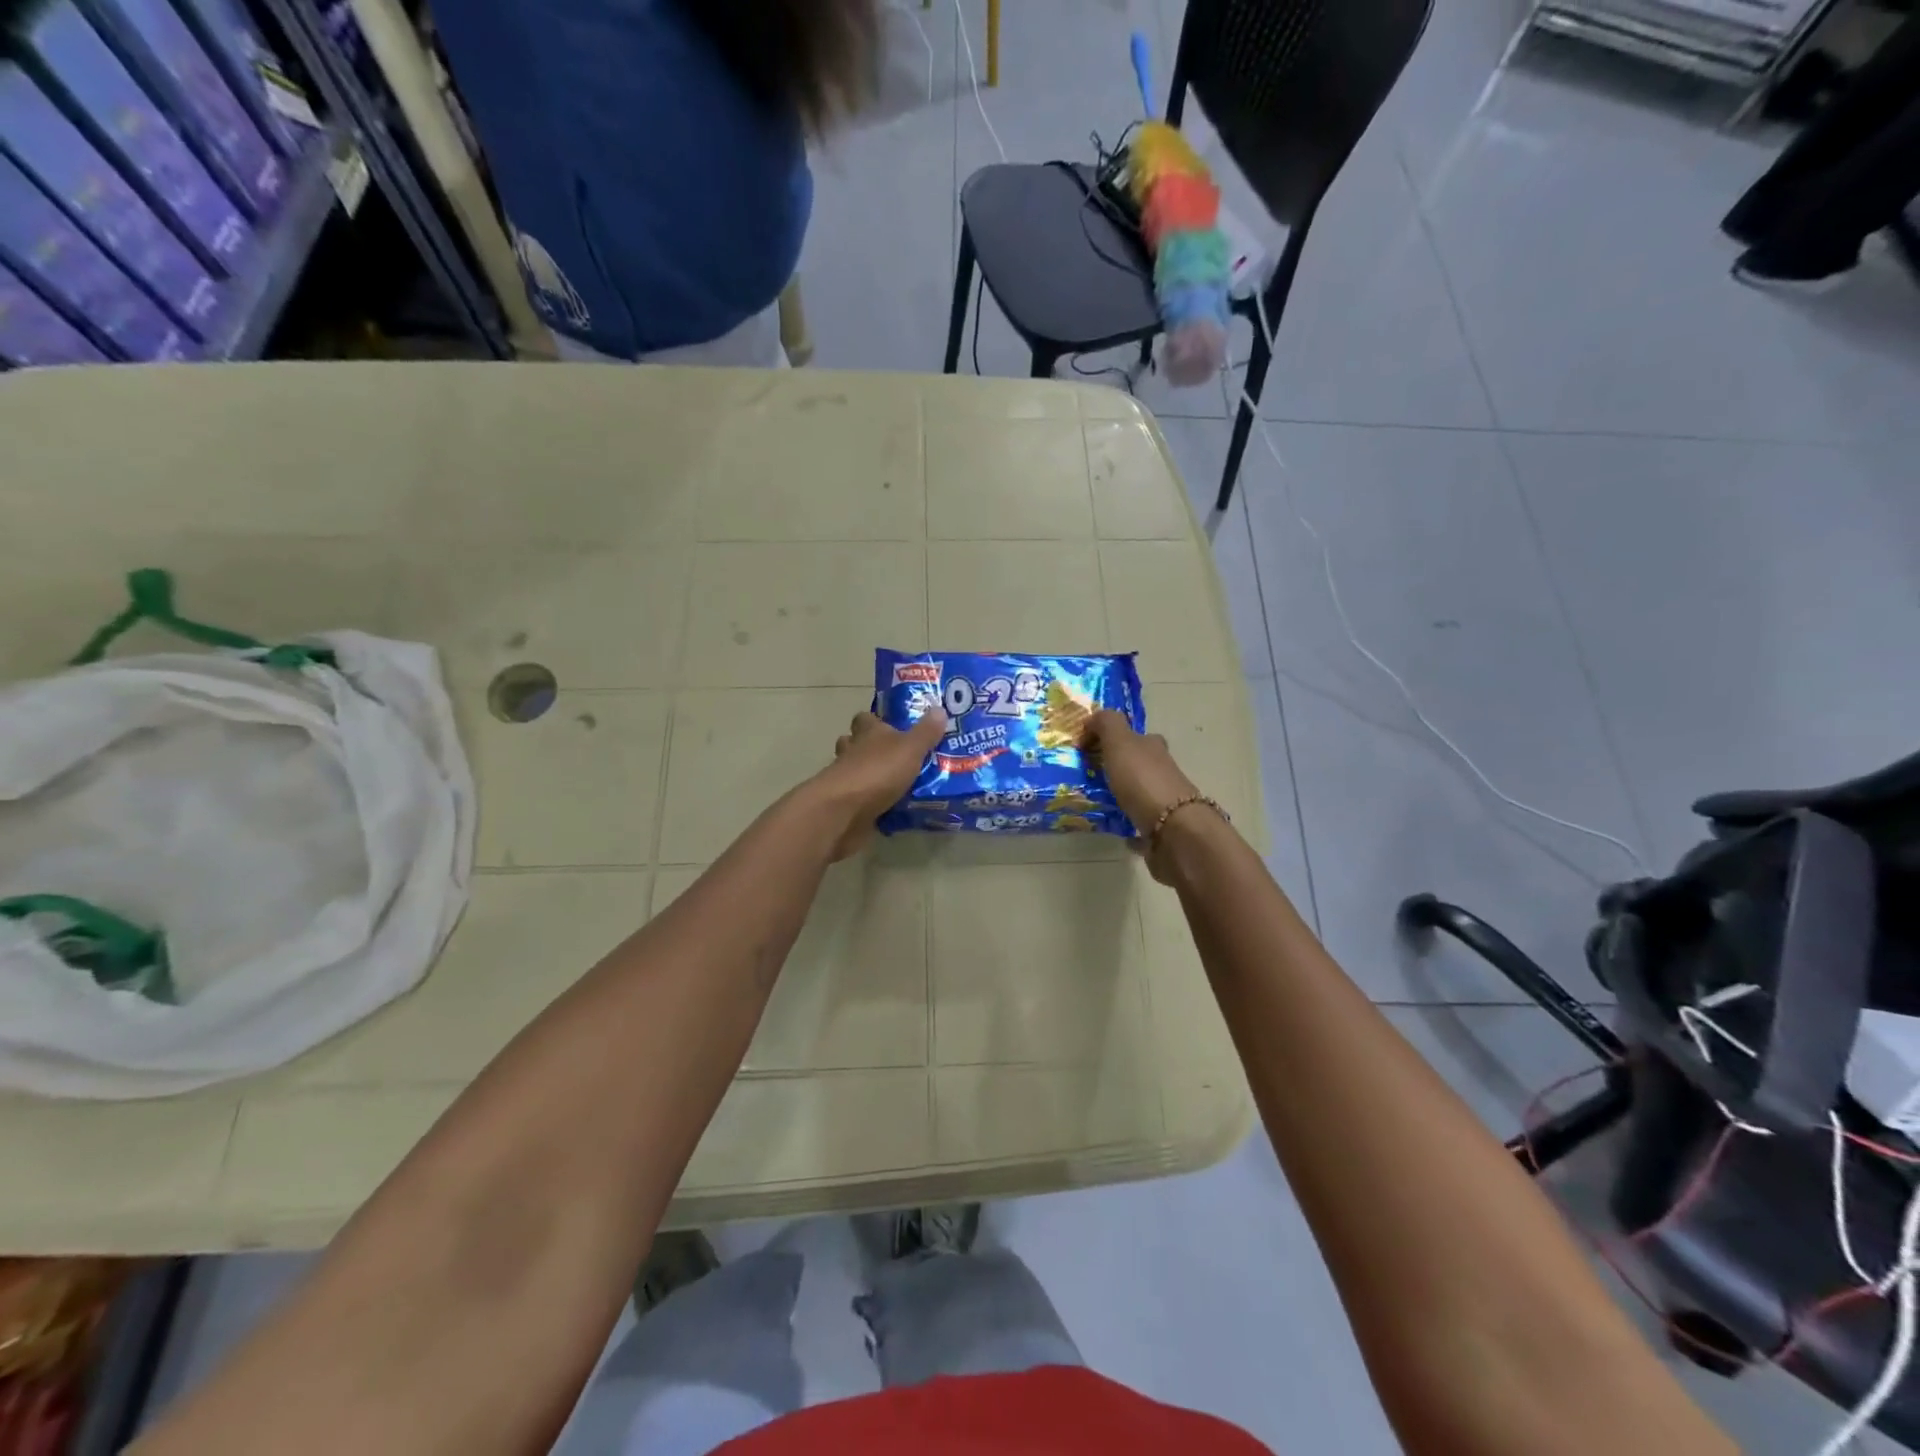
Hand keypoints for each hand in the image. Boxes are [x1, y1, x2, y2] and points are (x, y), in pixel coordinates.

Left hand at [815, 709, 947, 859]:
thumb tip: (939, 709)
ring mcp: (847, 780)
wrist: (844, 812)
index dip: (876, 720)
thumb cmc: (878, 771)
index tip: (892, 724)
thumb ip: (925, 732)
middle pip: (856, 744)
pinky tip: (893, 810)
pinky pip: (862, 800)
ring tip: (899, 783)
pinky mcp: (847, 806)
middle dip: (872, 748)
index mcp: (868, 733)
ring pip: (857, 771)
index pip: (866, 718)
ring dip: (872, 776)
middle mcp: (853, 752)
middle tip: (899, 756)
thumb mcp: (910, 748)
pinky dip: (873, 803)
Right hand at [1085, 710, 1202, 877]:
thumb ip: (1106, 724)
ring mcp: (1166, 803)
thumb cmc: (1143, 781)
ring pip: (1141, 794)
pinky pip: (1142, 826)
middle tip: (1091, 775)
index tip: (1087, 749)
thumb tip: (1093, 720)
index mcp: (1153, 748)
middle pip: (1140, 764)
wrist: (1174, 830)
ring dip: (1124, 796)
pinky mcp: (1162, 832)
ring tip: (1097, 803)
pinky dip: (1131, 827)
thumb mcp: (1121, 742)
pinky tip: (1118, 832)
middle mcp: (1163, 772)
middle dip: (1119, 767)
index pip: (1136, 736)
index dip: (1112, 738)